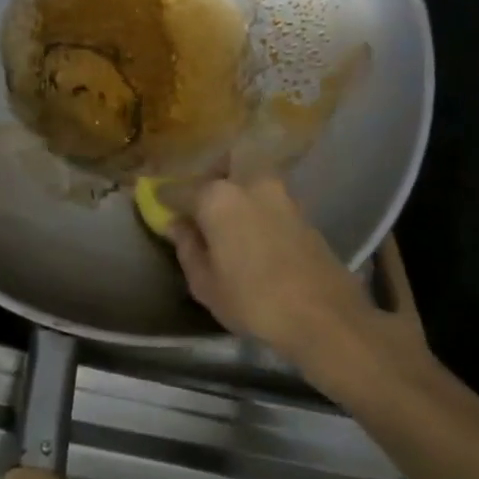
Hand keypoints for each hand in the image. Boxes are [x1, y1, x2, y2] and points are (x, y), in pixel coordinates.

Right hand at [169, 176, 425, 372]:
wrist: (323, 315)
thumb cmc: (251, 300)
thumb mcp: (204, 282)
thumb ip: (188, 248)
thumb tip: (178, 225)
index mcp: (217, 198)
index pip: (179, 190)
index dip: (164, 198)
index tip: (155, 203)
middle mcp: (249, 184)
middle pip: (224, 163)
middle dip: (209, 175)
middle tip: (200, 202)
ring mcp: (281, 195)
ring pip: (251, 177)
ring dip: (237, 189)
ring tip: (226, 221)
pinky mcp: (303, 212)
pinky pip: (269, 198)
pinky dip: (256, 206)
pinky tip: (251, 232)